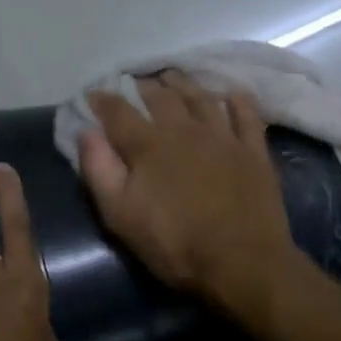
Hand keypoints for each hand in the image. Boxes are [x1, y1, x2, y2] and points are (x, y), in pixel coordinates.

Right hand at [79, 73, 299, 312]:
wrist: (242, 262)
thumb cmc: (175, 244)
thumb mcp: (121, 216)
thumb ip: (100, 171)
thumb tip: (86, 132)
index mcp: (149, 146)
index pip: (119, 112)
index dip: (103, 100)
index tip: (93, 94)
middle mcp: (185, 130)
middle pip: (162, 97)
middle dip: (144, 86)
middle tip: (136, 83)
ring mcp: (224, 137)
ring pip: (202, 98)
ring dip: (185, 85)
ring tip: (174, 78)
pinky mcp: (253, 151)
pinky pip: (246, 115)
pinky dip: (237, 100)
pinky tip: (232, 94)